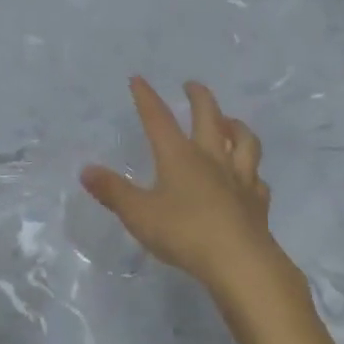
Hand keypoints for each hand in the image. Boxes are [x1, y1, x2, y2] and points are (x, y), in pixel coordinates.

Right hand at [81, 78, 305, 310]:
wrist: (241, 263)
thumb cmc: (184, 233)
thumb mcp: (138, 213)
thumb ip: (112, 191)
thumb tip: (86, 170)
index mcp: (179, 156)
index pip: (158, 119)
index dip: (146, 98)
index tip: (138, 79)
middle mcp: (211, 159)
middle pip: (209, 118)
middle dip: (199, 98)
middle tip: (192, 85)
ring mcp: (239, 179)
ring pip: (244, 142)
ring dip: (236, 127)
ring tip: (230, 121)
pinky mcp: (257, 203)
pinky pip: (257, 180)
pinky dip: (252, 172)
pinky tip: (250, 177)